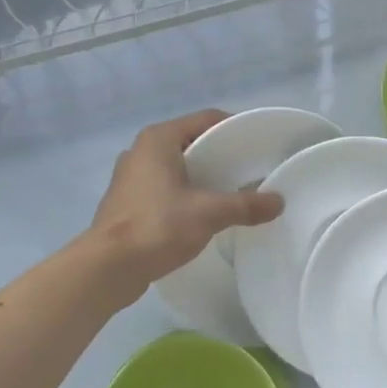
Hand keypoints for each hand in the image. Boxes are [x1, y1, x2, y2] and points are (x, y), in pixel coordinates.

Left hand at [89, 110, 284, 293]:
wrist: (107, 267)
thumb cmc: (157, 226)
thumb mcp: (209, 213)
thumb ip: (245, 205)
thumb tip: (278, 202)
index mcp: (159, 139)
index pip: (206, 119)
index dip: (234, 128)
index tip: (258, 146)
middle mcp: (141, 150)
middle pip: (191, 142)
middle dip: (220, 156)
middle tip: (249, 172)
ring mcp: (130, 177)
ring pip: (177, 168)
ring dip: (202, 178)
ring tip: (231, 194)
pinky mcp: (126, 202)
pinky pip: (164, 188)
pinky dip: (185, 195)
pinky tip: (203, 214)